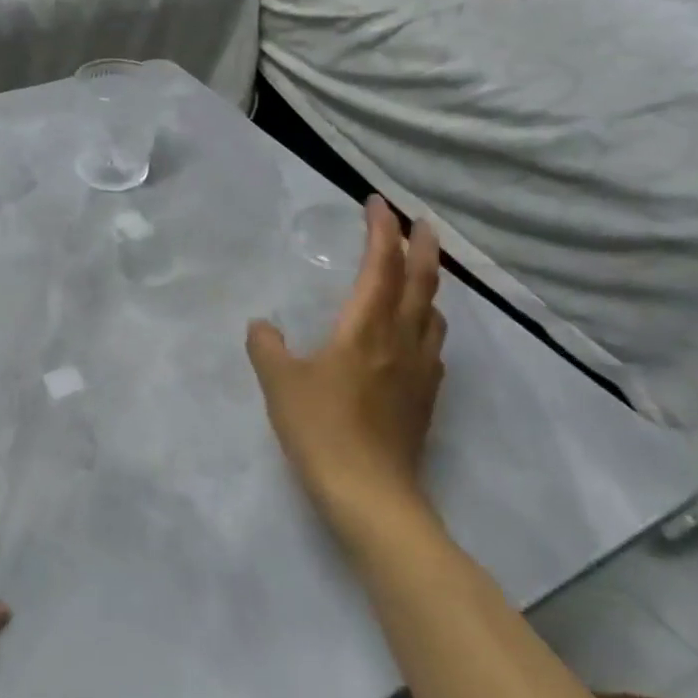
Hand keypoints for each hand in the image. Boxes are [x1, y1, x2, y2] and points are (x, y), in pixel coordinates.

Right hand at [248, 197, 447, 539]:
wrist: (371, 494)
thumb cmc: (321, 430)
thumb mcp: (279, 384)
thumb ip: (267, 348)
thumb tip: (262, 325)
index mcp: (366, 329)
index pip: (380, 266)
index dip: (381, 230)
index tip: (377, 203)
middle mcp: (401, 340)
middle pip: (422, 282)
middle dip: (422, 246)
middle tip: (420, 221)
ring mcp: (420, 370)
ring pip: (434, 313)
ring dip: (429, 284)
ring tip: (418, 274)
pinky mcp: (426, 398)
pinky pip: (433, 346)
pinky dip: (427, 324)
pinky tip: (414, 337)